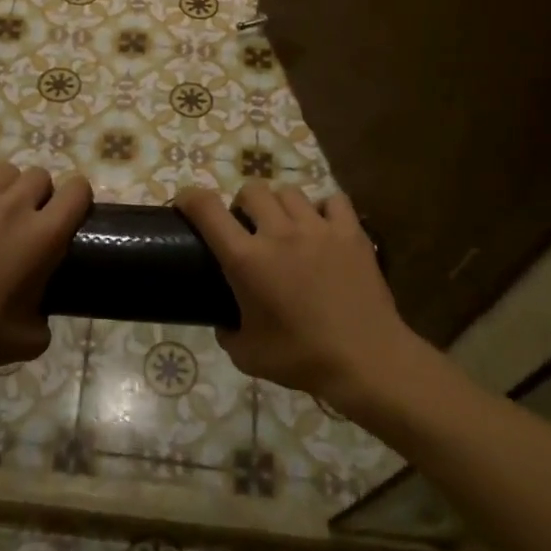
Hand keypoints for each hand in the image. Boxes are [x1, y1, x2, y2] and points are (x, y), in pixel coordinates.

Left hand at [0, 165, 91, 390]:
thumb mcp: (35, 337)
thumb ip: (47, 311)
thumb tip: (41, 307)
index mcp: (44, 235)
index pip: (77, 190)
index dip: (78, 198)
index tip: (70, 213)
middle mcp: (14, 207)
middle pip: (39, 175)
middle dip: (39, 194)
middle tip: (28, 219)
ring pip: (3, 170)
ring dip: (5, 187)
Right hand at [175, 182, 419, 412]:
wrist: (366, 360)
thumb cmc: (301, 359)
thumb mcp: (246, 355)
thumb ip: (227, 331)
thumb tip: (225, 320)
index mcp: (246, 260)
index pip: (207, 209)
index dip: (189, 198)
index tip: (185, 204)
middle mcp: (279, 233)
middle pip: (251, 190)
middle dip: (242, 205)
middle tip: (247, 229)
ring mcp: (318, 228)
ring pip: (289, 192)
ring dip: (279, 205)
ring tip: (286, 227)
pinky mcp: (351, 232)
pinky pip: (333, 200)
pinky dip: (323, 208)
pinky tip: (323, 227)